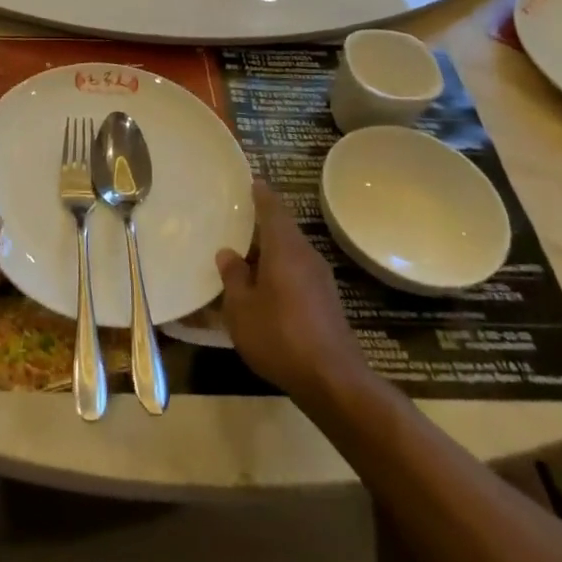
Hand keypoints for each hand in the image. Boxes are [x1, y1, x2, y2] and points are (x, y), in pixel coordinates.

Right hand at [216, 181, 370, 403]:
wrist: (333, 381)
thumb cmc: (279, 336)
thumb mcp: (241, 309)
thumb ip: (233, 277)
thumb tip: (228, 253)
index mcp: (284, 249)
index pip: (273, 209)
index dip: (261, 194)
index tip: (251, 180)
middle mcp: (306, 256)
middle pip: (283, 229)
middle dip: (261, 223)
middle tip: (237, 218)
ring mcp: (320, 279)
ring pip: (290, 252)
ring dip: (270, 250)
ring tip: (245, 253)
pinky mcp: (326, 301)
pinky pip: (297, 272)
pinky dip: (279, 269)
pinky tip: (264, 286)